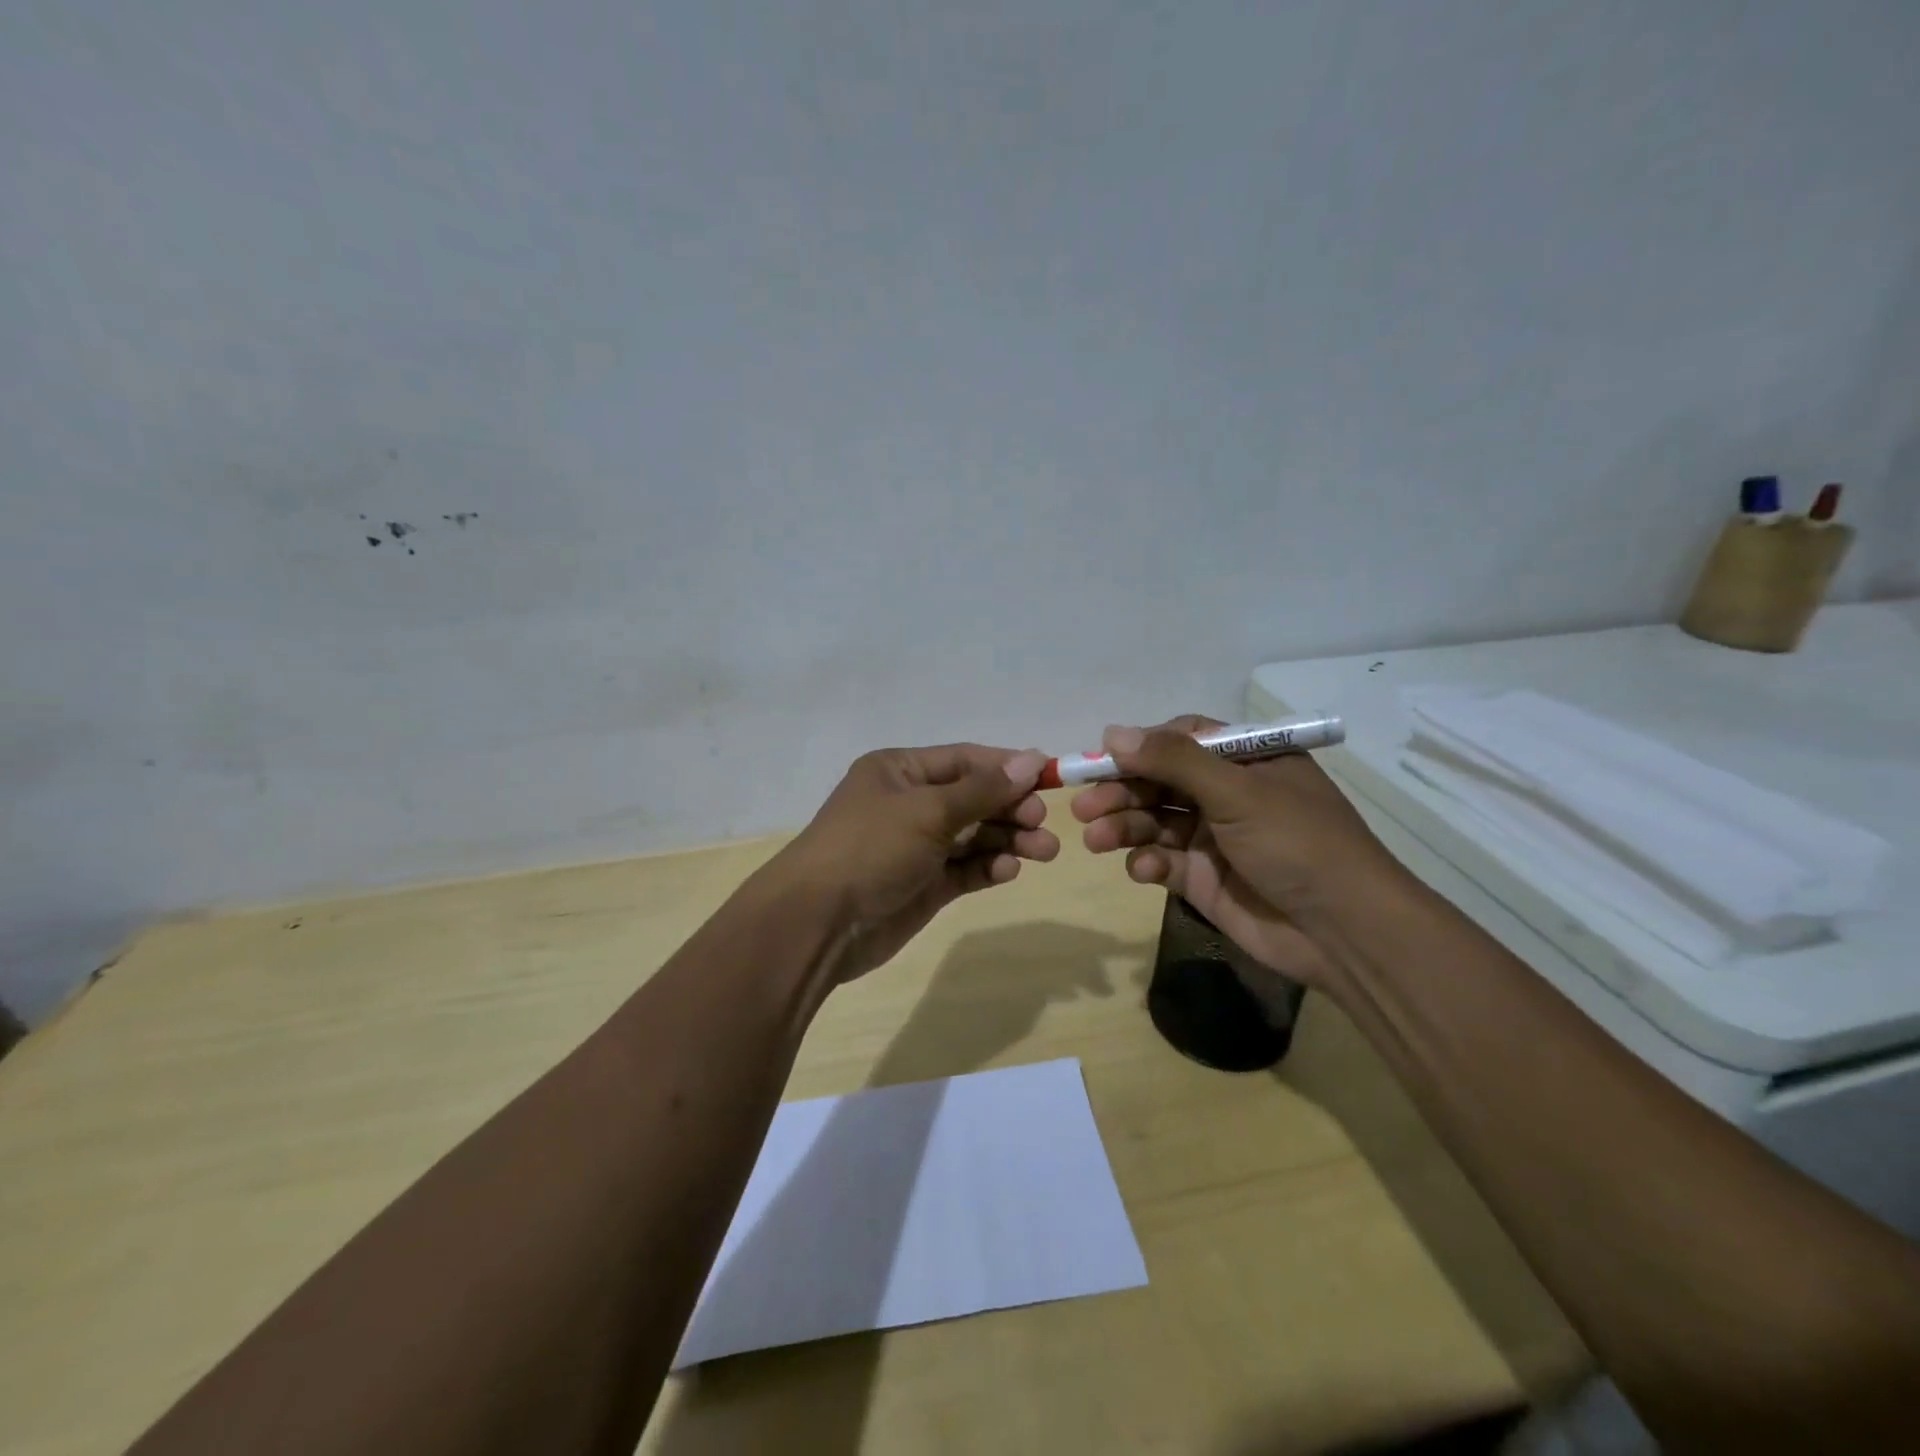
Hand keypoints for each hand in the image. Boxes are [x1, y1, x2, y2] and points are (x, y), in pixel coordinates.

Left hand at [773, 744, 1059, 981]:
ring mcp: (916, 846)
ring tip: (1044, 851)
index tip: (1049, 778)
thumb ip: (984, 789)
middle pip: (974, 798)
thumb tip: (1033, 758)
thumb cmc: (871, 847)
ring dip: (1008, 840)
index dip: (1007, 767)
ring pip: (974, 836)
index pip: (965, 760)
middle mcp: (909, 803)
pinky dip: (988, 867)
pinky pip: (965, 869)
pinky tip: (1007, 871)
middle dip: (1011, 808)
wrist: (819, 923)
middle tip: (1042, 823)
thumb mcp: (928, 811)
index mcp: (900, 771)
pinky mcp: (923, 884)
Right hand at [1070, 716, 1407, 989]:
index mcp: (1246, 761)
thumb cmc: (1296, 844)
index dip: (1140, 747)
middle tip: (1084, 807)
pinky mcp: (1204, 878)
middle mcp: (1228, 794)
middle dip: (1121, 792)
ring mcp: (1214, 838)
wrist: (1343, 932)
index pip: (1181, 740)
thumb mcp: (1237, 791)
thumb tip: (1111, 732)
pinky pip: (1163, 861)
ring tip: (1096, 839)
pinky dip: (1147, 863)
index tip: (1101, 758)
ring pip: (1154, 822)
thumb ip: (1173, 761)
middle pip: (1160, 782)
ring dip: (1123, 827)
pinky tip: (1144, 871)